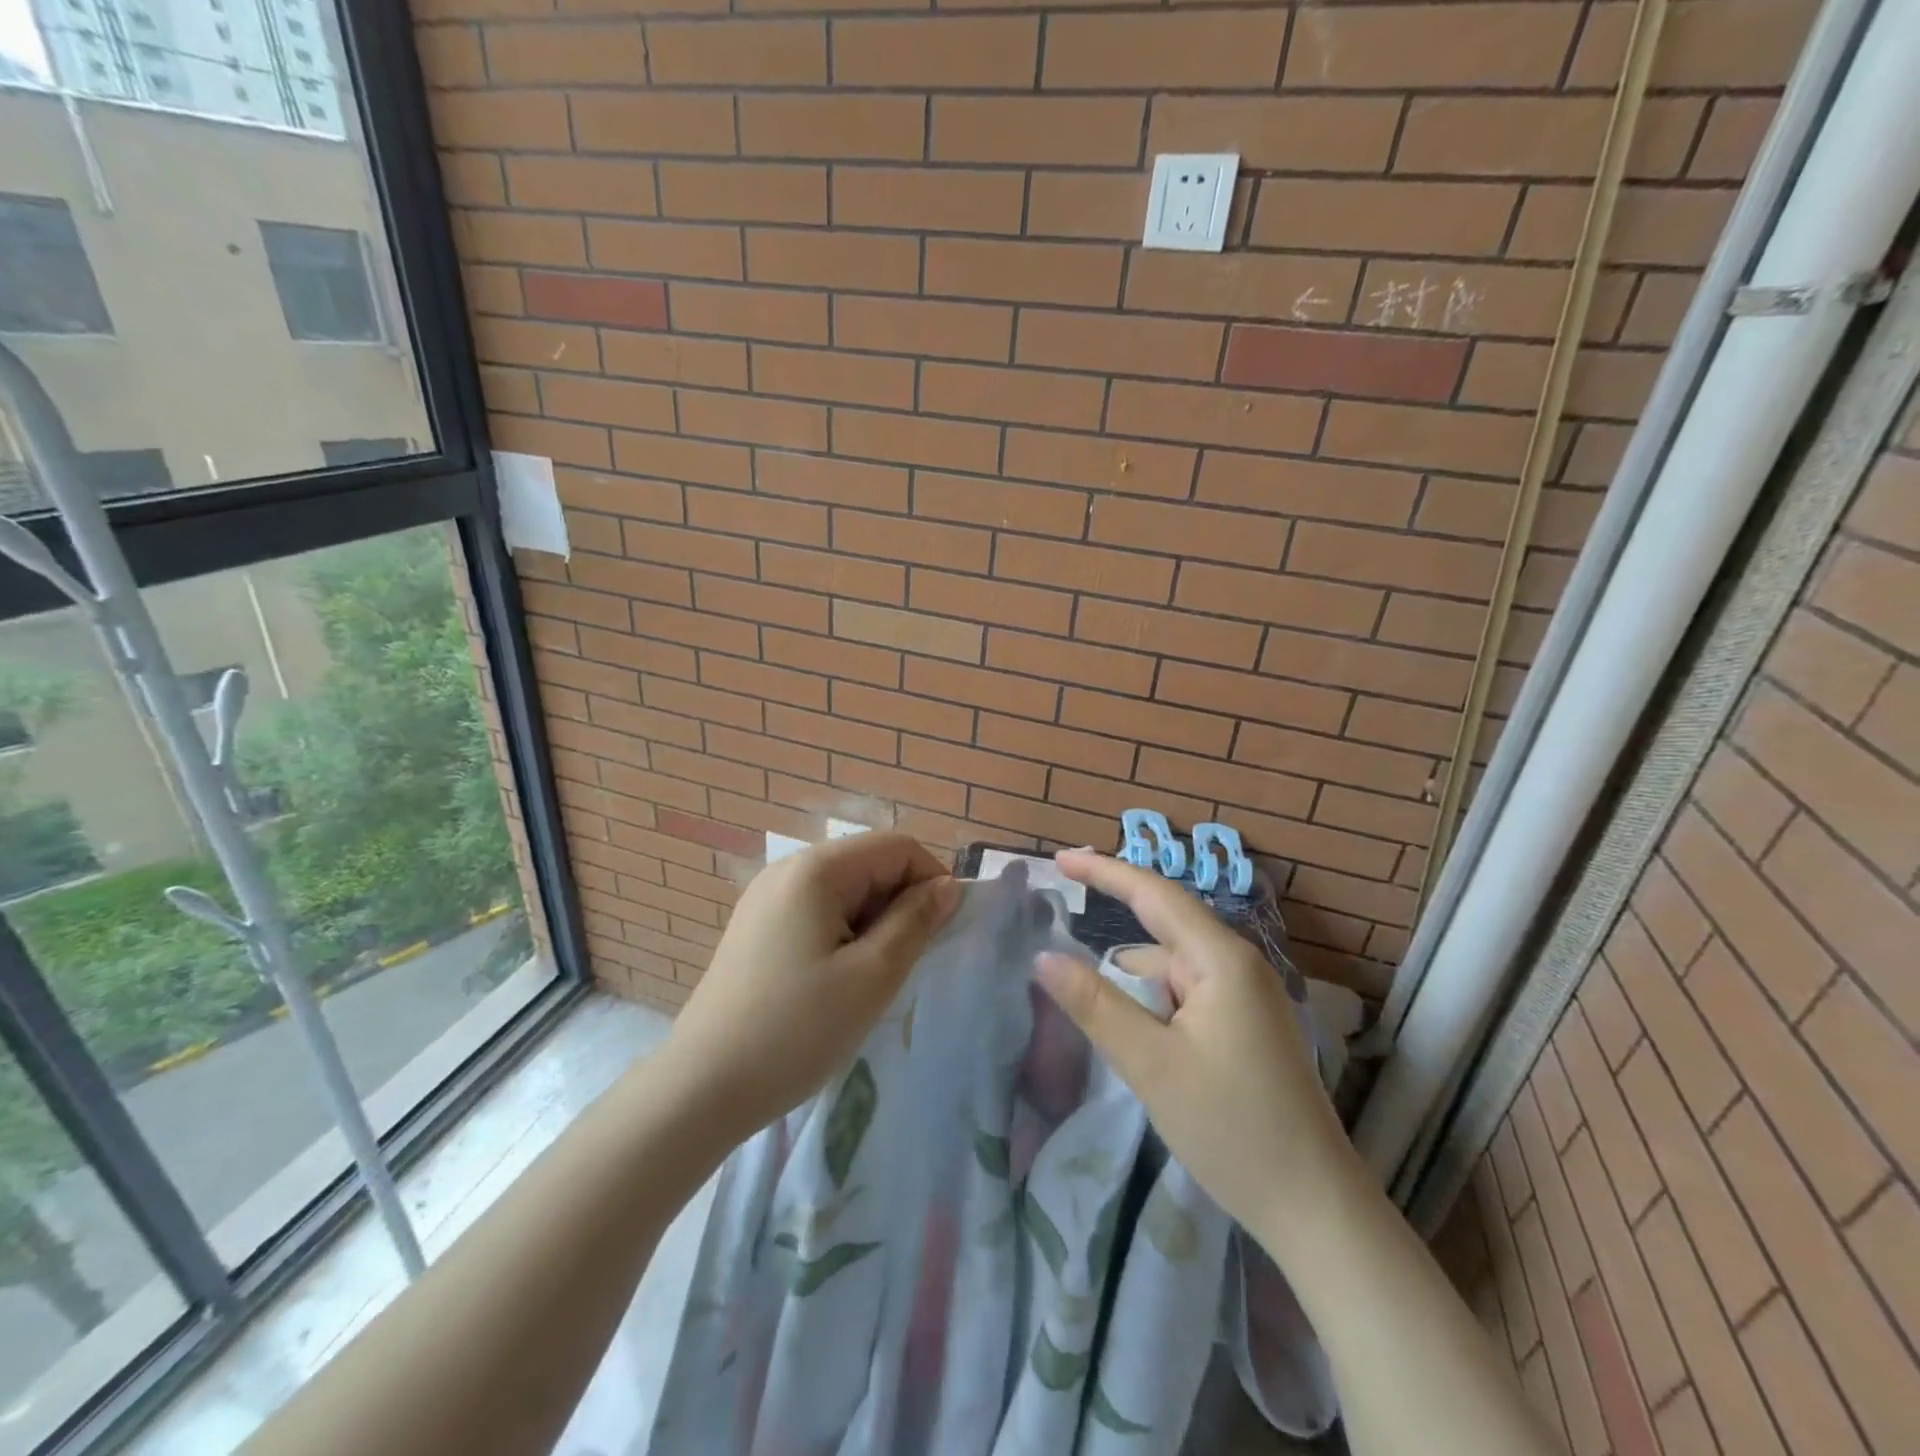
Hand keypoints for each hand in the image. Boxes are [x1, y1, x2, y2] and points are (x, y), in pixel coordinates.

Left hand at [658, 832, 959, 1144]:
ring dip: (874, 922)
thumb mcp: (872, 975)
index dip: (931, 881)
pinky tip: (838, 979)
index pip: (897, 847)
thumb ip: (916, 921)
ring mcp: (767, 897)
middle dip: (901, 903)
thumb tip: (948, 886)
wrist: (702, 1088)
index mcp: (817, 868)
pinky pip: (818, 911)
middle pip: (869, 863)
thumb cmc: (797, 1029)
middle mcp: (788, 869)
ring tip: (872, 976)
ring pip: (846, 890)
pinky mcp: (757, 927)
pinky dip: (844, 933)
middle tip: (905, 963)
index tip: (941, 933)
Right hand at [1034, 850, 1353, 1239]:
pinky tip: (1140, 1043)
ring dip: (1135, 987)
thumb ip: (1094, 1004)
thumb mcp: (1150, 1064)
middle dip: (1114, 938)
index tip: (1060, 858)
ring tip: (1102, 1022)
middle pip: (1162, 932)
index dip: (1104, 871)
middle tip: (1062, 953)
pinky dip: (1156, 1007)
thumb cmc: (1231, 1128)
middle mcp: (1238, 966)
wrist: (1314, 1208)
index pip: (1154, 893)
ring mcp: (1247, 997)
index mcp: (1221, 959)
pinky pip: (1188, 996)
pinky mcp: (1248, 1027)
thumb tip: (1043, 956)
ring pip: (1172, 971)